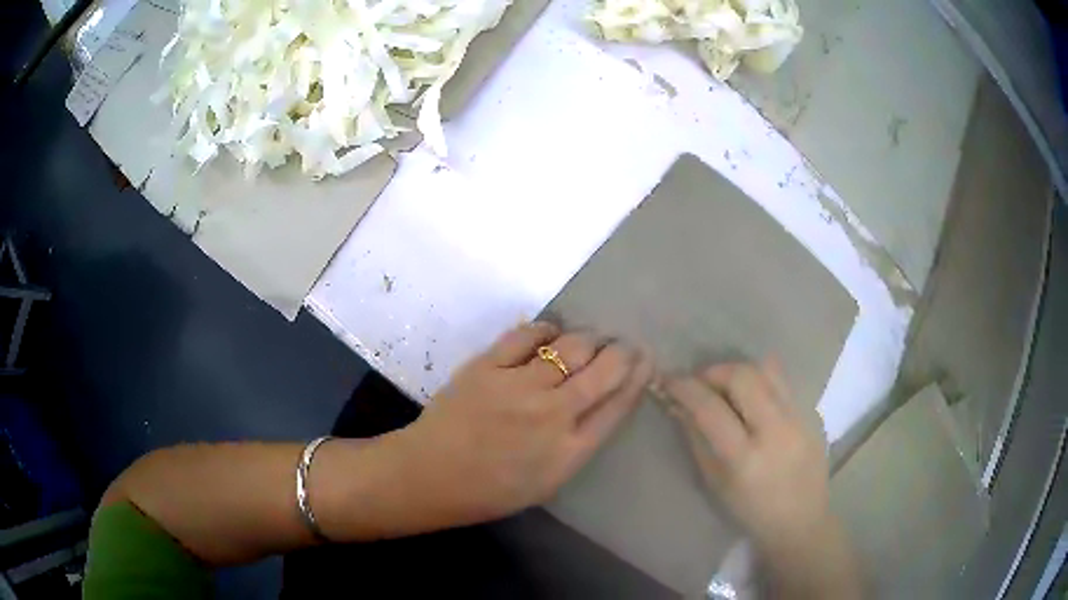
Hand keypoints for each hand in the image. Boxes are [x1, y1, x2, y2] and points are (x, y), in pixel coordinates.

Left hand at [395, 321, 653, 529]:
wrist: (431, 475)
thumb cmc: (491, 489)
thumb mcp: (548, 481)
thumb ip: (578, 444)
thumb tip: (599, 403)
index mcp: (570, 451)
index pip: (618, 405)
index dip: (637, 377)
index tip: (646, 360)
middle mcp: (553, 414)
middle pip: (603, 370)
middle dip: (621, 351)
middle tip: (622, 344)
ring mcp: (519, 386)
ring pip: (571, 347)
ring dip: (588, 337)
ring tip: (591, 337)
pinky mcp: (487, 366)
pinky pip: (526, 336)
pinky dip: (545, 329)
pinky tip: (551, 332)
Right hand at [662, 361, 861, 597]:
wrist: (801, 520)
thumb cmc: (750, 511)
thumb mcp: (715, 483)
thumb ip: (697, 439)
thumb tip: (679, 405)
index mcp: (745, 459)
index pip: (710, 409)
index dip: (685, 388)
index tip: (670, 379)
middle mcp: (776, 431)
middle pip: (743, 376)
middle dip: (715, 371)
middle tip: (701, 382)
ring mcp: (799, 419)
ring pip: (768, 369)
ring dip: (740, 371)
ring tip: (728, 385)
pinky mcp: (812, 414)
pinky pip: (783, 383)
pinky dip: (761, 381)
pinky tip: (753, 399)